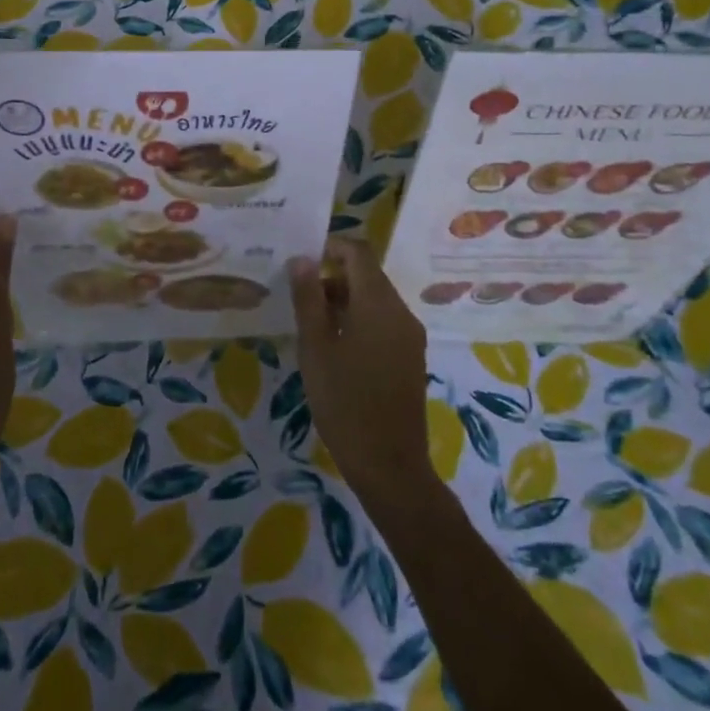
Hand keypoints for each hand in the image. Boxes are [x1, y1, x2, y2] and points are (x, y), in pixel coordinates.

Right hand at [289, 238, 437, 504]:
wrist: (389, 463)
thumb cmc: (344, 401)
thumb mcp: (315, 348)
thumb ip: (307, 299)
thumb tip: (301, 259)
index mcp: (378, 303)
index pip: (358, 253)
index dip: (331, 246)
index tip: (302, 258)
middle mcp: (401, 312)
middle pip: (368, 276)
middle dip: (333, 277)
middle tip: (298, 297)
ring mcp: (410, 335)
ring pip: (376, 300)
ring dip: (344, 300)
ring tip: (311, 324)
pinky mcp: (411, 356)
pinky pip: (384, 322)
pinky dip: (359, 320)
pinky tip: (335, 346)